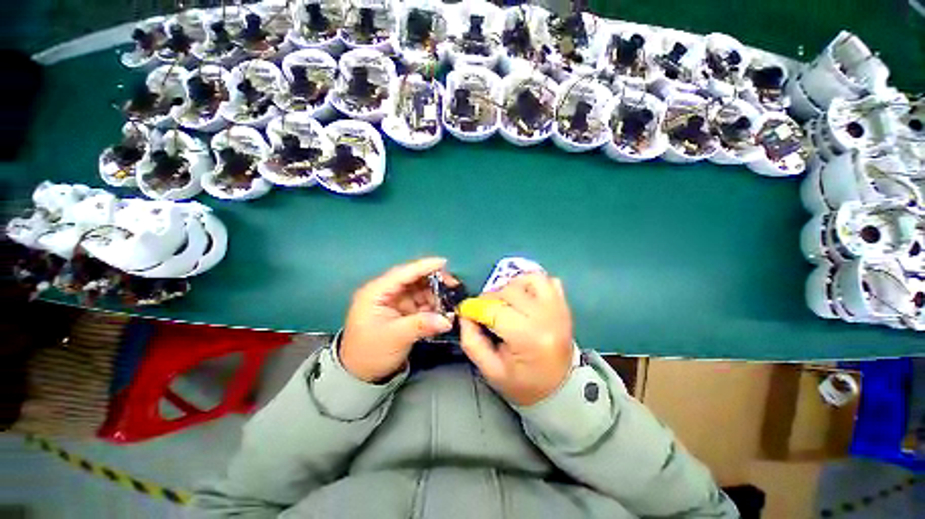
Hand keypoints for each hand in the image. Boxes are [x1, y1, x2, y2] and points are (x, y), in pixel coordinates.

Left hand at [340, 257, 453, 382]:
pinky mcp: (401, 310)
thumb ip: (422, 325)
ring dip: (435, 293)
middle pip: (413, 278)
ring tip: (451, 300)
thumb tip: (447, 320)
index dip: (424, 266)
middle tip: (454, 285)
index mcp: (376, 292)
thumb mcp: (395, 338)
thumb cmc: (371, 353)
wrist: (360, 375)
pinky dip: (432, 304)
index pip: (403, 273)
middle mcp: (385, 292)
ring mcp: (394, 301)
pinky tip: (443, 309)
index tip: (444, 262)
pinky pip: (420, 301)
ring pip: (419, 289)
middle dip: (434, 280)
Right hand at [459, 274, 573, 405]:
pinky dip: (532, 284)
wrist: (560, 390)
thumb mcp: (490, 370)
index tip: (465, 311)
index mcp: (529, 338)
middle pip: (509, 291)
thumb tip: (465, 314)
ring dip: (511, 286)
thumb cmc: (523, 383)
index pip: (495, 310)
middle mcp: (547, 316)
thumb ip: (472, 341)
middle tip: (485, 311)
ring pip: (529, 279)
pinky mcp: (564, 304)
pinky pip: (547, 280)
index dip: (475, 308)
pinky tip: (524, 297)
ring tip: (505, 302)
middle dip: (490, 298)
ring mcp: (559, 308)